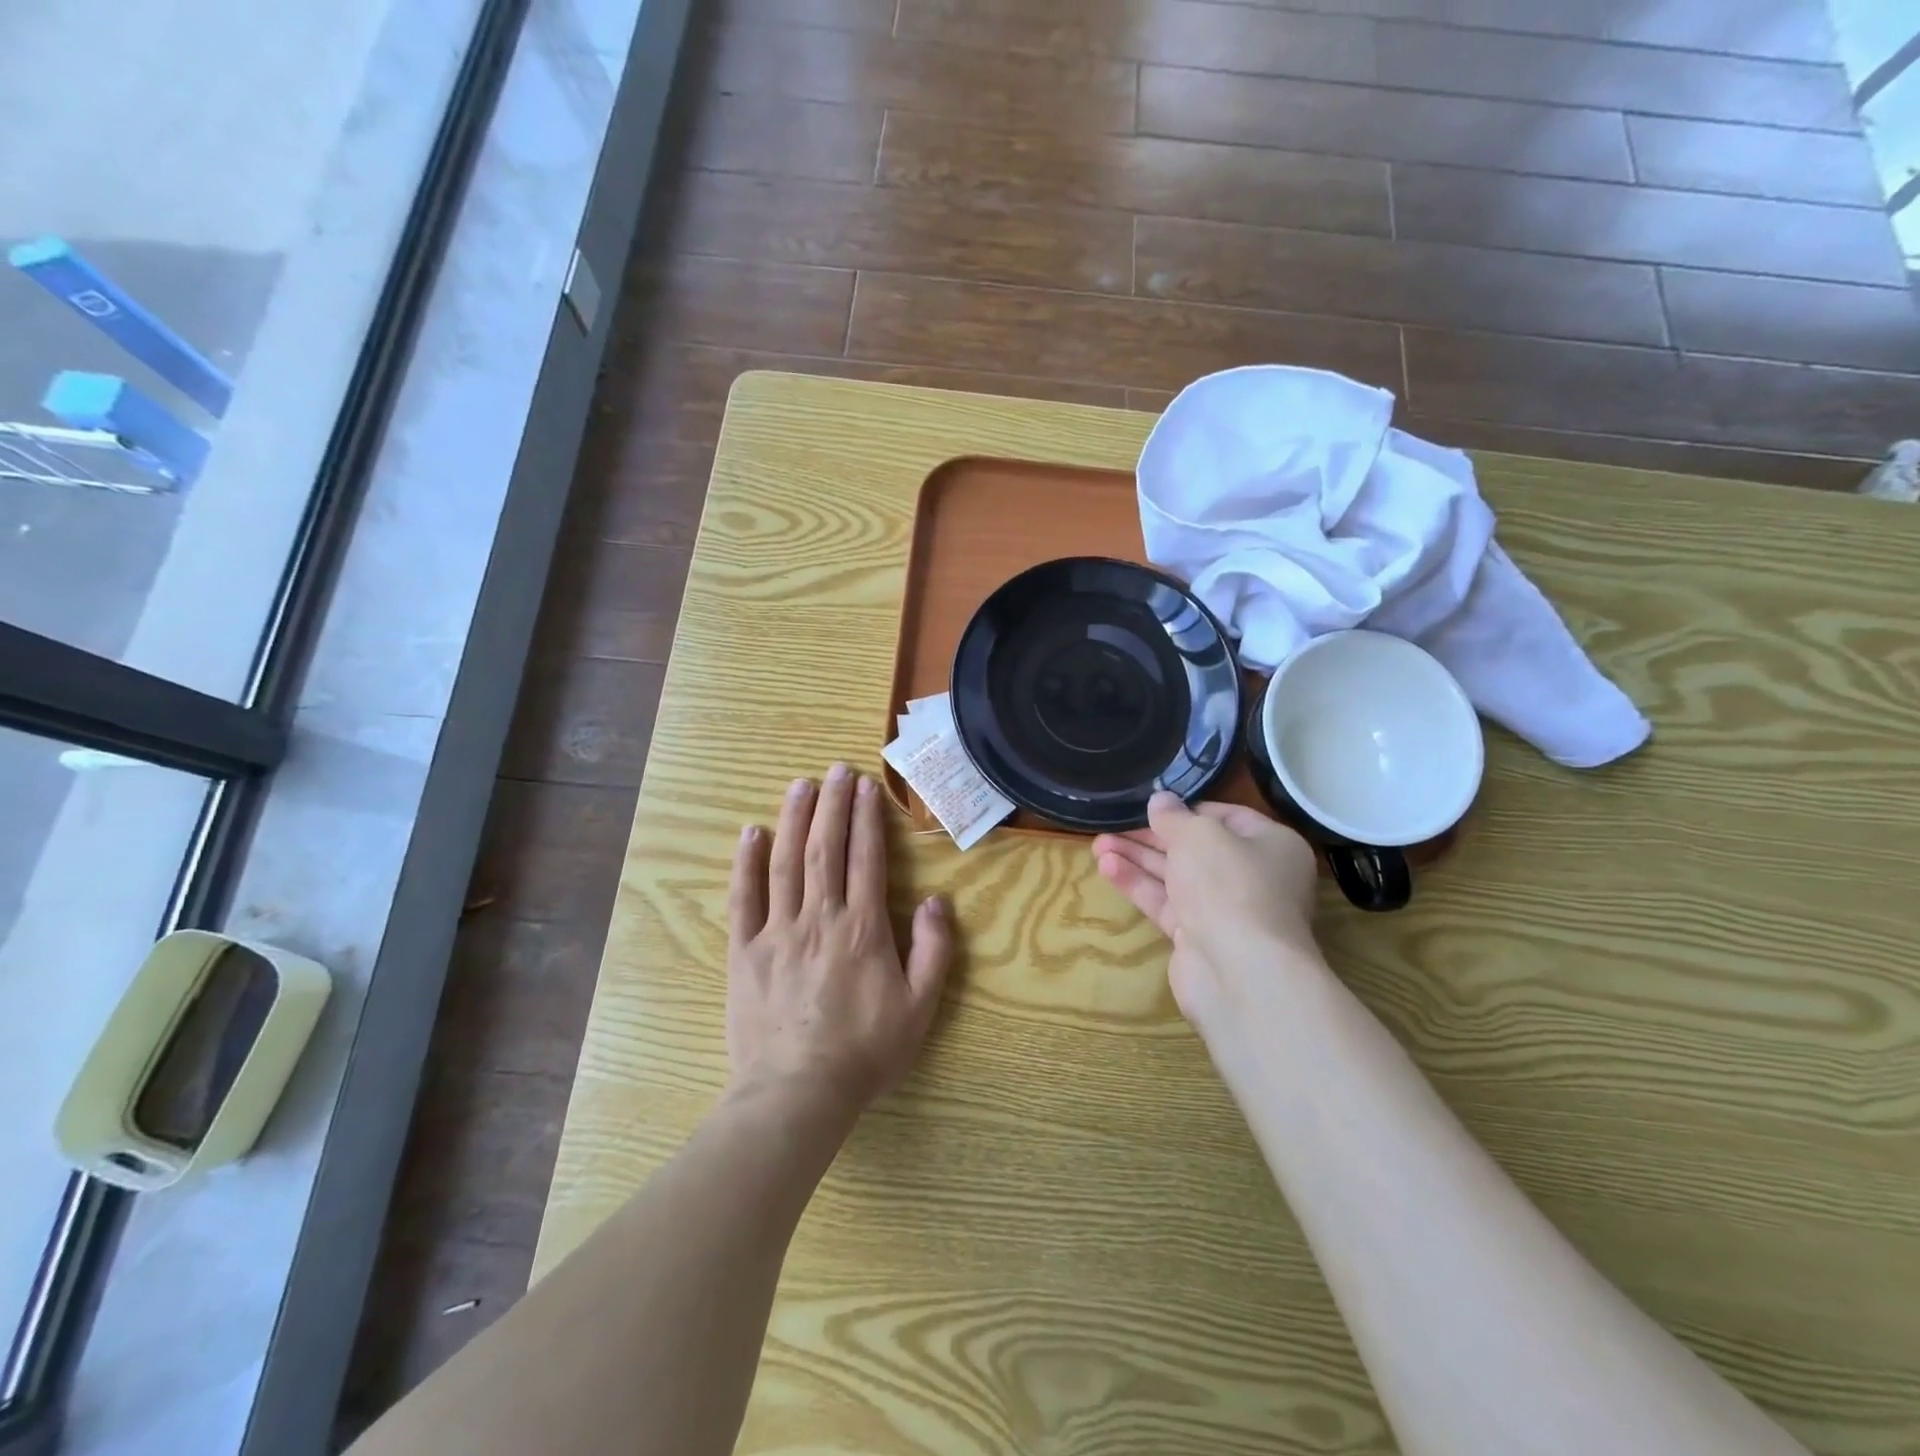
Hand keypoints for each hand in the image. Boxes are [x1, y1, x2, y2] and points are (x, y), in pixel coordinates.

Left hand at [727, 764, 951, 1117]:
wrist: (797, 1093)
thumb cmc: (865, 1052)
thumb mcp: (920, 1007)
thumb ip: (933, 950)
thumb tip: (936, 900)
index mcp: (862, 928)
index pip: (866, 858)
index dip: (867, 818)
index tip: (867, 786)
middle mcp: (820, 917)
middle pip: (826, 848)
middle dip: (832, 805)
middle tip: (836, 769)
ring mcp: (778, 931)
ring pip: (786, 862)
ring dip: (794, 819)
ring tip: (800, 784)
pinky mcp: (744, 951)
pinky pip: (744, 898)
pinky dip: (746, 863)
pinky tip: (751, 833)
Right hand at [1092, 792, 1321, 1023]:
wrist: (1239, 972)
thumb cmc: (1229, 885)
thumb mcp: (1198, 836)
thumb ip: (1174, 816)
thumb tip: (1160, 800)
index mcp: (1271, 845)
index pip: (1225, 817)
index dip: (1185, 810)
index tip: (1150, 805)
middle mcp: (1253, 877)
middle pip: (1195, 848)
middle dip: (1151, 837)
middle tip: (1112, 825)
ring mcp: (1225, 910)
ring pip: (1176, 876)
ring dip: (1138, 859)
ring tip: (1098, 845)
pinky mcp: (1198, 938)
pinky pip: (1166, 903)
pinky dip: (1139, 886)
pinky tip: (1107, 868)